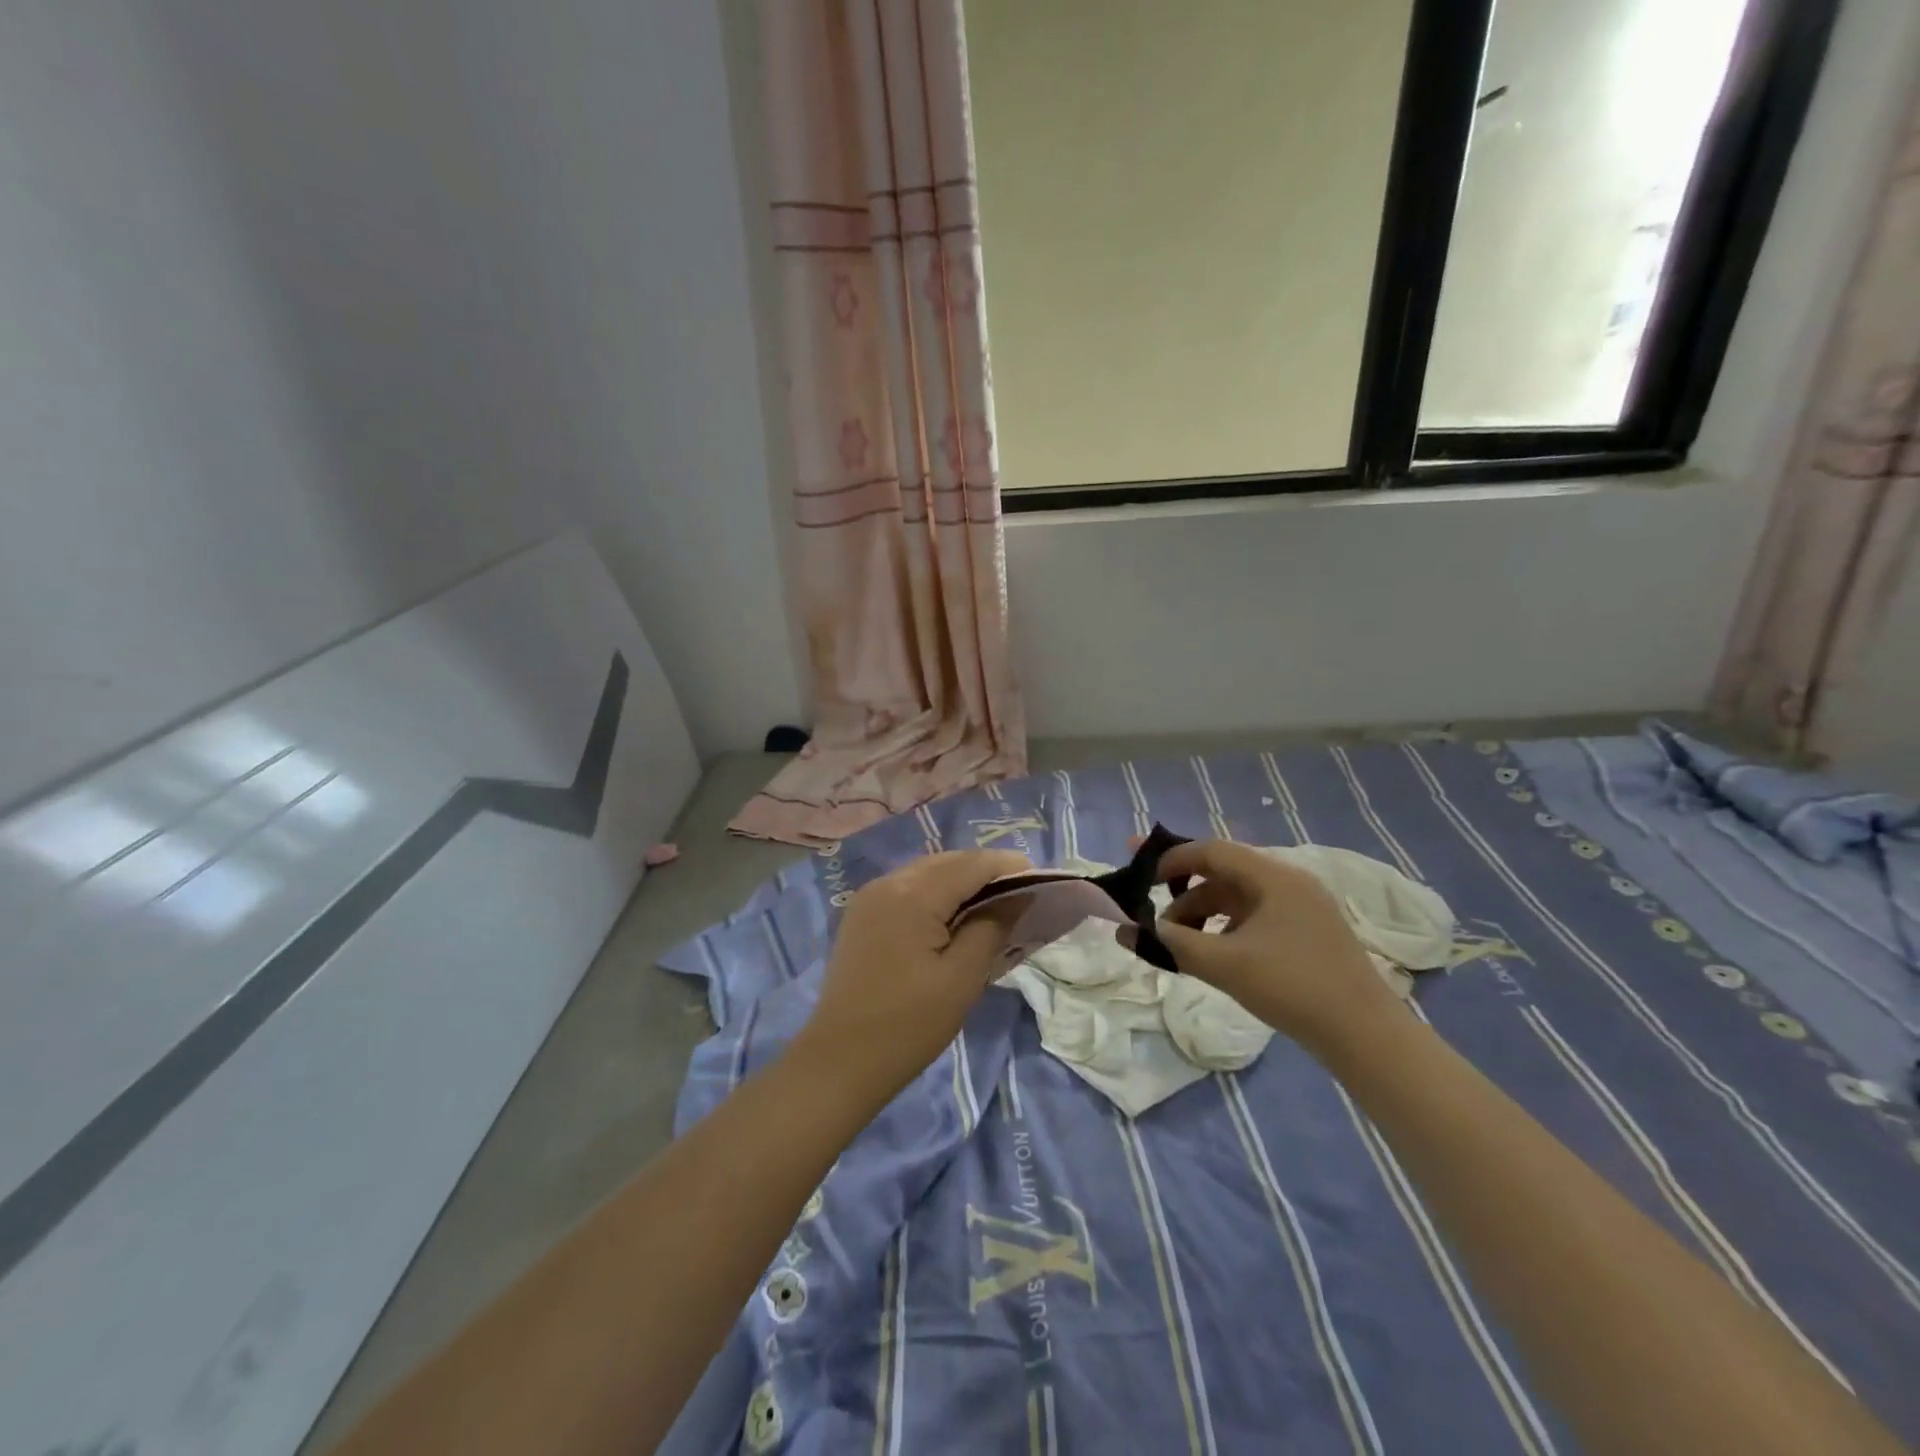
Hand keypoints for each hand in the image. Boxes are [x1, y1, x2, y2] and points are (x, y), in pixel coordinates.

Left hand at [795, 849, 1030, 1101]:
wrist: (840, 1061)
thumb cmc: (908, 1025)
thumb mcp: (962, 978)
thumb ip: (991, 927)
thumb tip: (1017, 896)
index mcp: (912, 894)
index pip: (971, 864)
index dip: (1008, 867)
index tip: (1041, 881)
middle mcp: (888, 882)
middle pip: (948, 862)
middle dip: (986, 872)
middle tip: (1021, 895)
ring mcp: (870, 897)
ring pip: (927, 873)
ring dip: (961, 881)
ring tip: (994, 906)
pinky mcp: (862, 915)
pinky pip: (908, 889)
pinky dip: (936, 894)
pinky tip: (954, 917)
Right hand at [1149, 840, 1400, 1058]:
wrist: (1366, 1036)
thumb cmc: (1292, 988)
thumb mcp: (1224, 965)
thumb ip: (1171, 944)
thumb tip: (1125, 931)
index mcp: (1274, 877)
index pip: (1213, 851)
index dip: (1173, 859)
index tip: (1142, 876)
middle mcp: (1289, 882)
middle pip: (1224, 874)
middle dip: (1184, 893)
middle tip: (1153, 913)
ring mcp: (1303, 908)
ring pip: (1239, 898)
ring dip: (1204, 914)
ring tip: (1181, 943)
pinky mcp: (1308, 933)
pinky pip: (1256, 916)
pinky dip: (1227, 928)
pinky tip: (1215, 955)